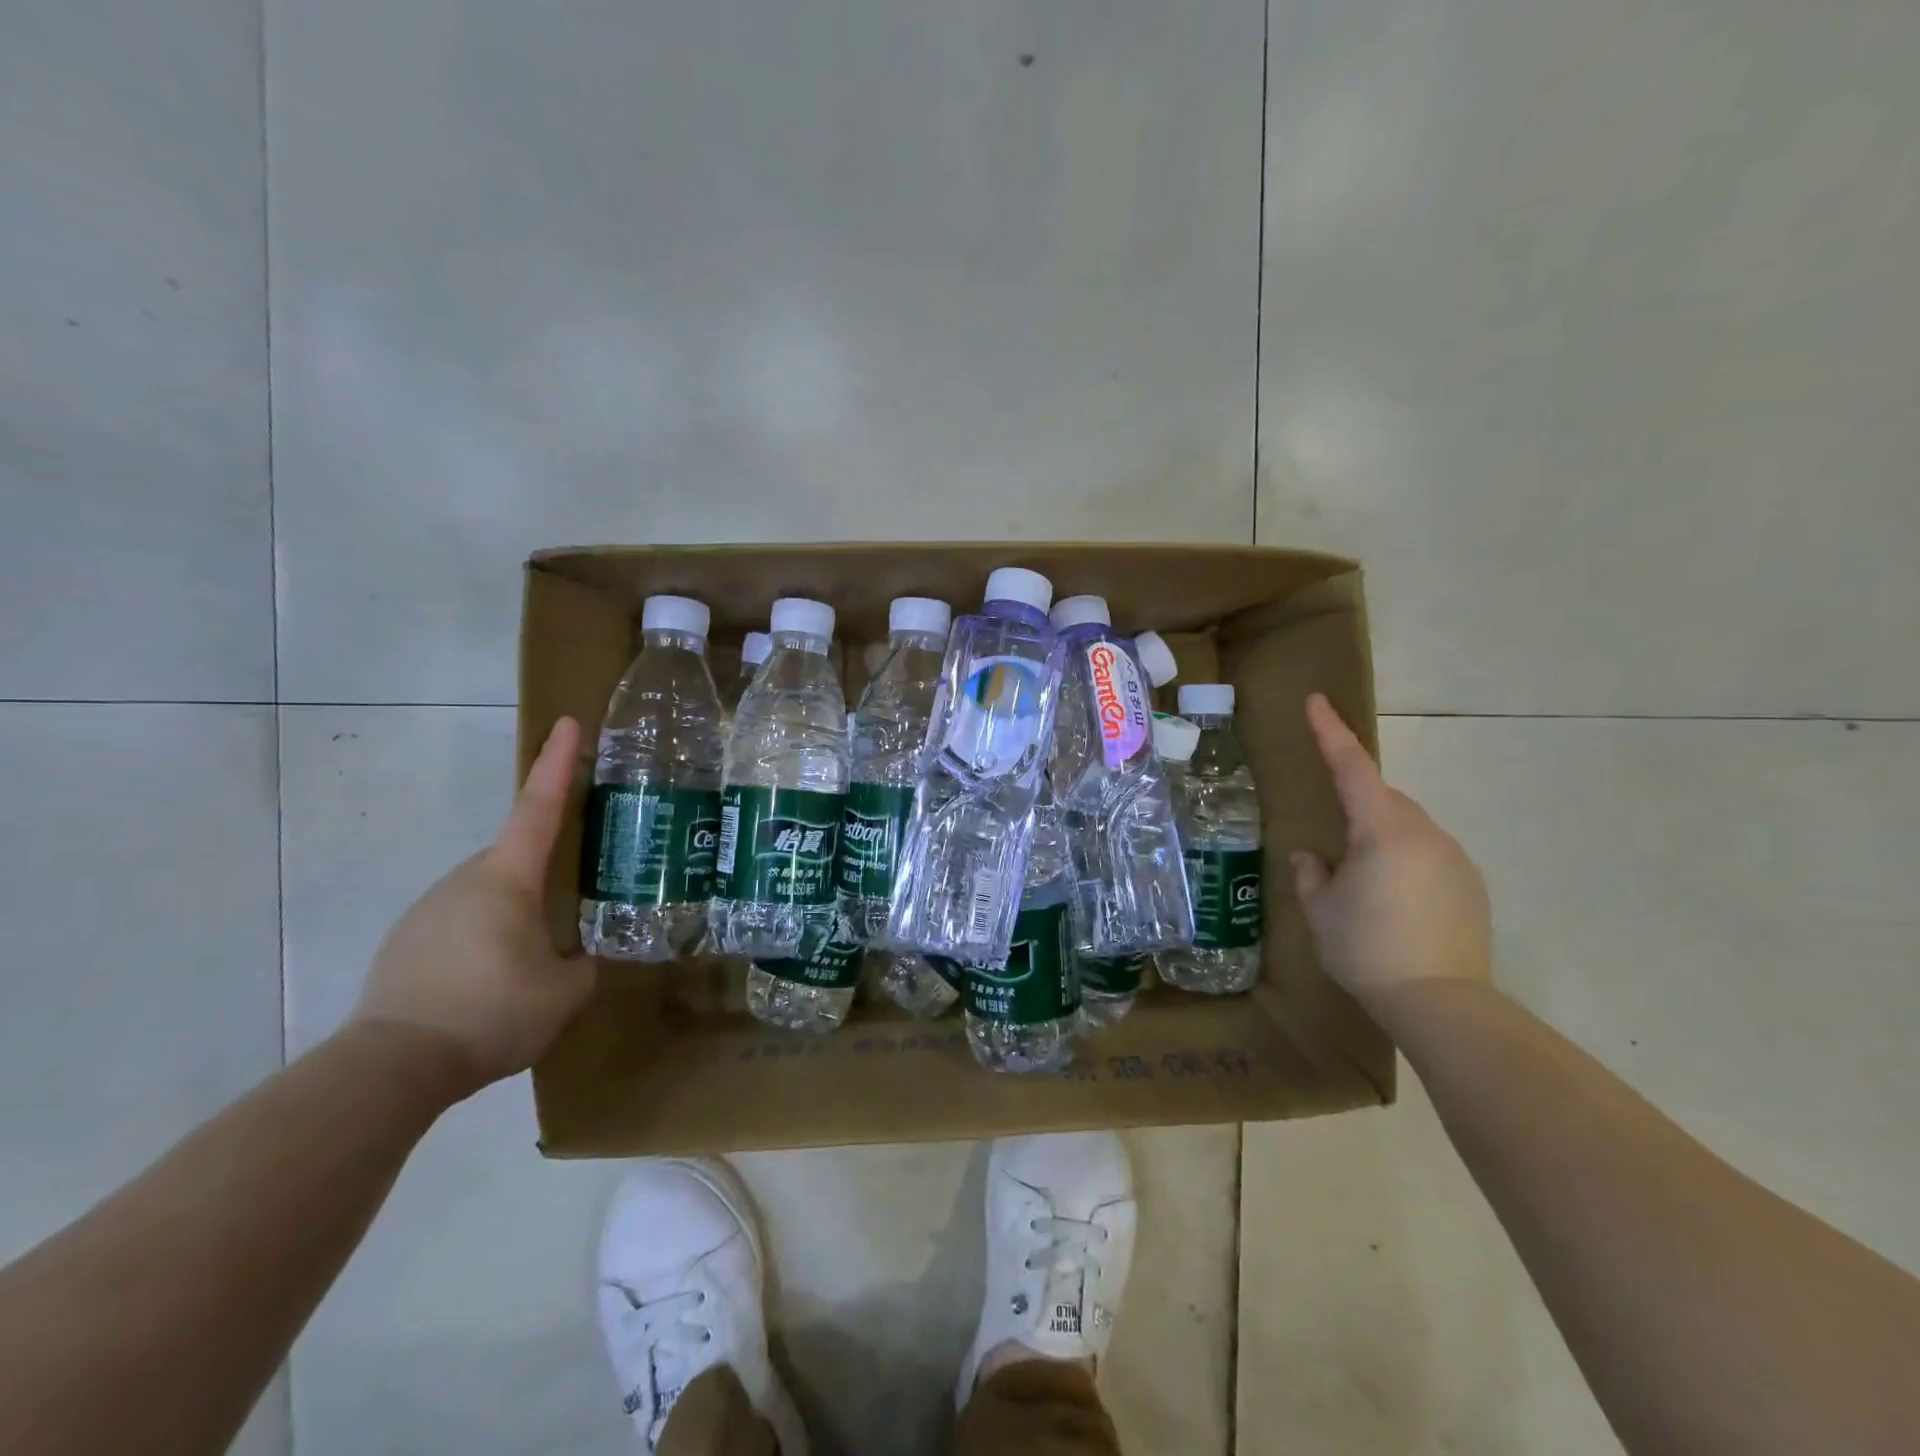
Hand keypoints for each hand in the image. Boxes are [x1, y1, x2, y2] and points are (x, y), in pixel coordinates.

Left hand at [353, 717, 595, 1095]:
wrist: (390, 1068)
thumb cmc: (489, 1012)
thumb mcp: (564, 992)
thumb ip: (584, 965)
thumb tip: (582, 959)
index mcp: (507, 879)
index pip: (539, 806)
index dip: (558, 763)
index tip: (570, 723)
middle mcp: (464, 881)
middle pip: (515, 858)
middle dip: (544, 873)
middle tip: (572, 902)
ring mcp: (428, 910)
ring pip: (487, 896)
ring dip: (513, 915)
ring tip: (531, 963)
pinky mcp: (405, 944)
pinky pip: (460, 926)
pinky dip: (483, 941)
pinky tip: (491, 985)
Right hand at [1290, 694, 1491, 1011]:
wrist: (1440, 1002)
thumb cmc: (1366, 948)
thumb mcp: (1321, 910)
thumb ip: (1312, 874)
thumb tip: (1312, 855)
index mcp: (1382, 830)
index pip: (1352, 768)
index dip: (1331, 733)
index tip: (1317, 701)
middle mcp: (1424, 833)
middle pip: (1383, 799)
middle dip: (1355, 801)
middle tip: (1332, 837)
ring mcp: (1453, 858)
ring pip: (1406, 828)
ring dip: (1379, 837)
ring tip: (1359, 879)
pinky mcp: (1470, 885)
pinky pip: (1427, 854)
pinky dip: (1403, 861)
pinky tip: (1391, 899)